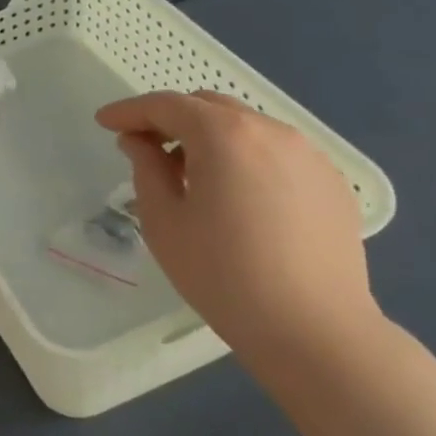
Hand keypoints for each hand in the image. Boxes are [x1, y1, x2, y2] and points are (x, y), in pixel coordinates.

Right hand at [95, 90, 380, 363]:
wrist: (314, 330)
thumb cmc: (223, 275)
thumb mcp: (164, 221)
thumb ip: (146, 168)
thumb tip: (139, 142)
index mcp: (224, 135)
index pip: (166, 105)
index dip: (129, 111)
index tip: (104, 122)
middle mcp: (270, 130)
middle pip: (208, 106)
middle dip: (170, 119)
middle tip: (144, 147)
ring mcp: (308, 154)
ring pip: (245, 127)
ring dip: (210, 137)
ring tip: (190, 175)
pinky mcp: (331, 182)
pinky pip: (276, 153)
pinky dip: (245, 158)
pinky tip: (237, 197)